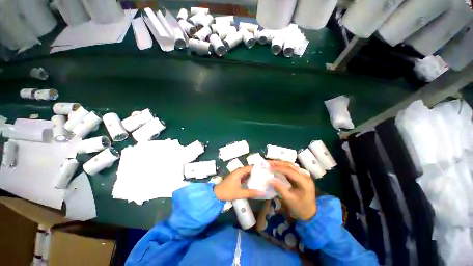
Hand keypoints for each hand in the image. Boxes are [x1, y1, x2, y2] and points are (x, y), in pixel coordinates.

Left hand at [214, 166, 261, 200]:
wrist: (216, 194)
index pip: (250, 167)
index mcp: (239, 172)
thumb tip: (262, 192)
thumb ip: (251, 193)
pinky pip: (244, 176)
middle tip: (265, 176)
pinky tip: (253, 183)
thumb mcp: (240, 193)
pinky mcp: (235, 178)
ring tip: (261, 179)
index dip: (257, 168)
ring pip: (246, 173)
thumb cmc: (227, 191)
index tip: (265, 171)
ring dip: (252, 176)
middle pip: (249, 170)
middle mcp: (238, 171)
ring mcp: (236, 175)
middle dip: (256, 172)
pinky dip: (248, 179)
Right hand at [269, 161, 316, 220]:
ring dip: (280, 164)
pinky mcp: (301, 176)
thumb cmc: (300, 208)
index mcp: (304, 182)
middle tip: (269, 163)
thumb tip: (270, 179)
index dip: (279, 168)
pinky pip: (291, 168)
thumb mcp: (289, 200)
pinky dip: (283, 167)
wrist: (310, 213)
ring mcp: (304, 175)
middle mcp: (305, 176)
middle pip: (291, 165)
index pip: (290, 171)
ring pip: (291, 165)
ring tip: (271, 163)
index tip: (269, 167)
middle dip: (279, 163)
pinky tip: (277, 167)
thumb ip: (280, 189)